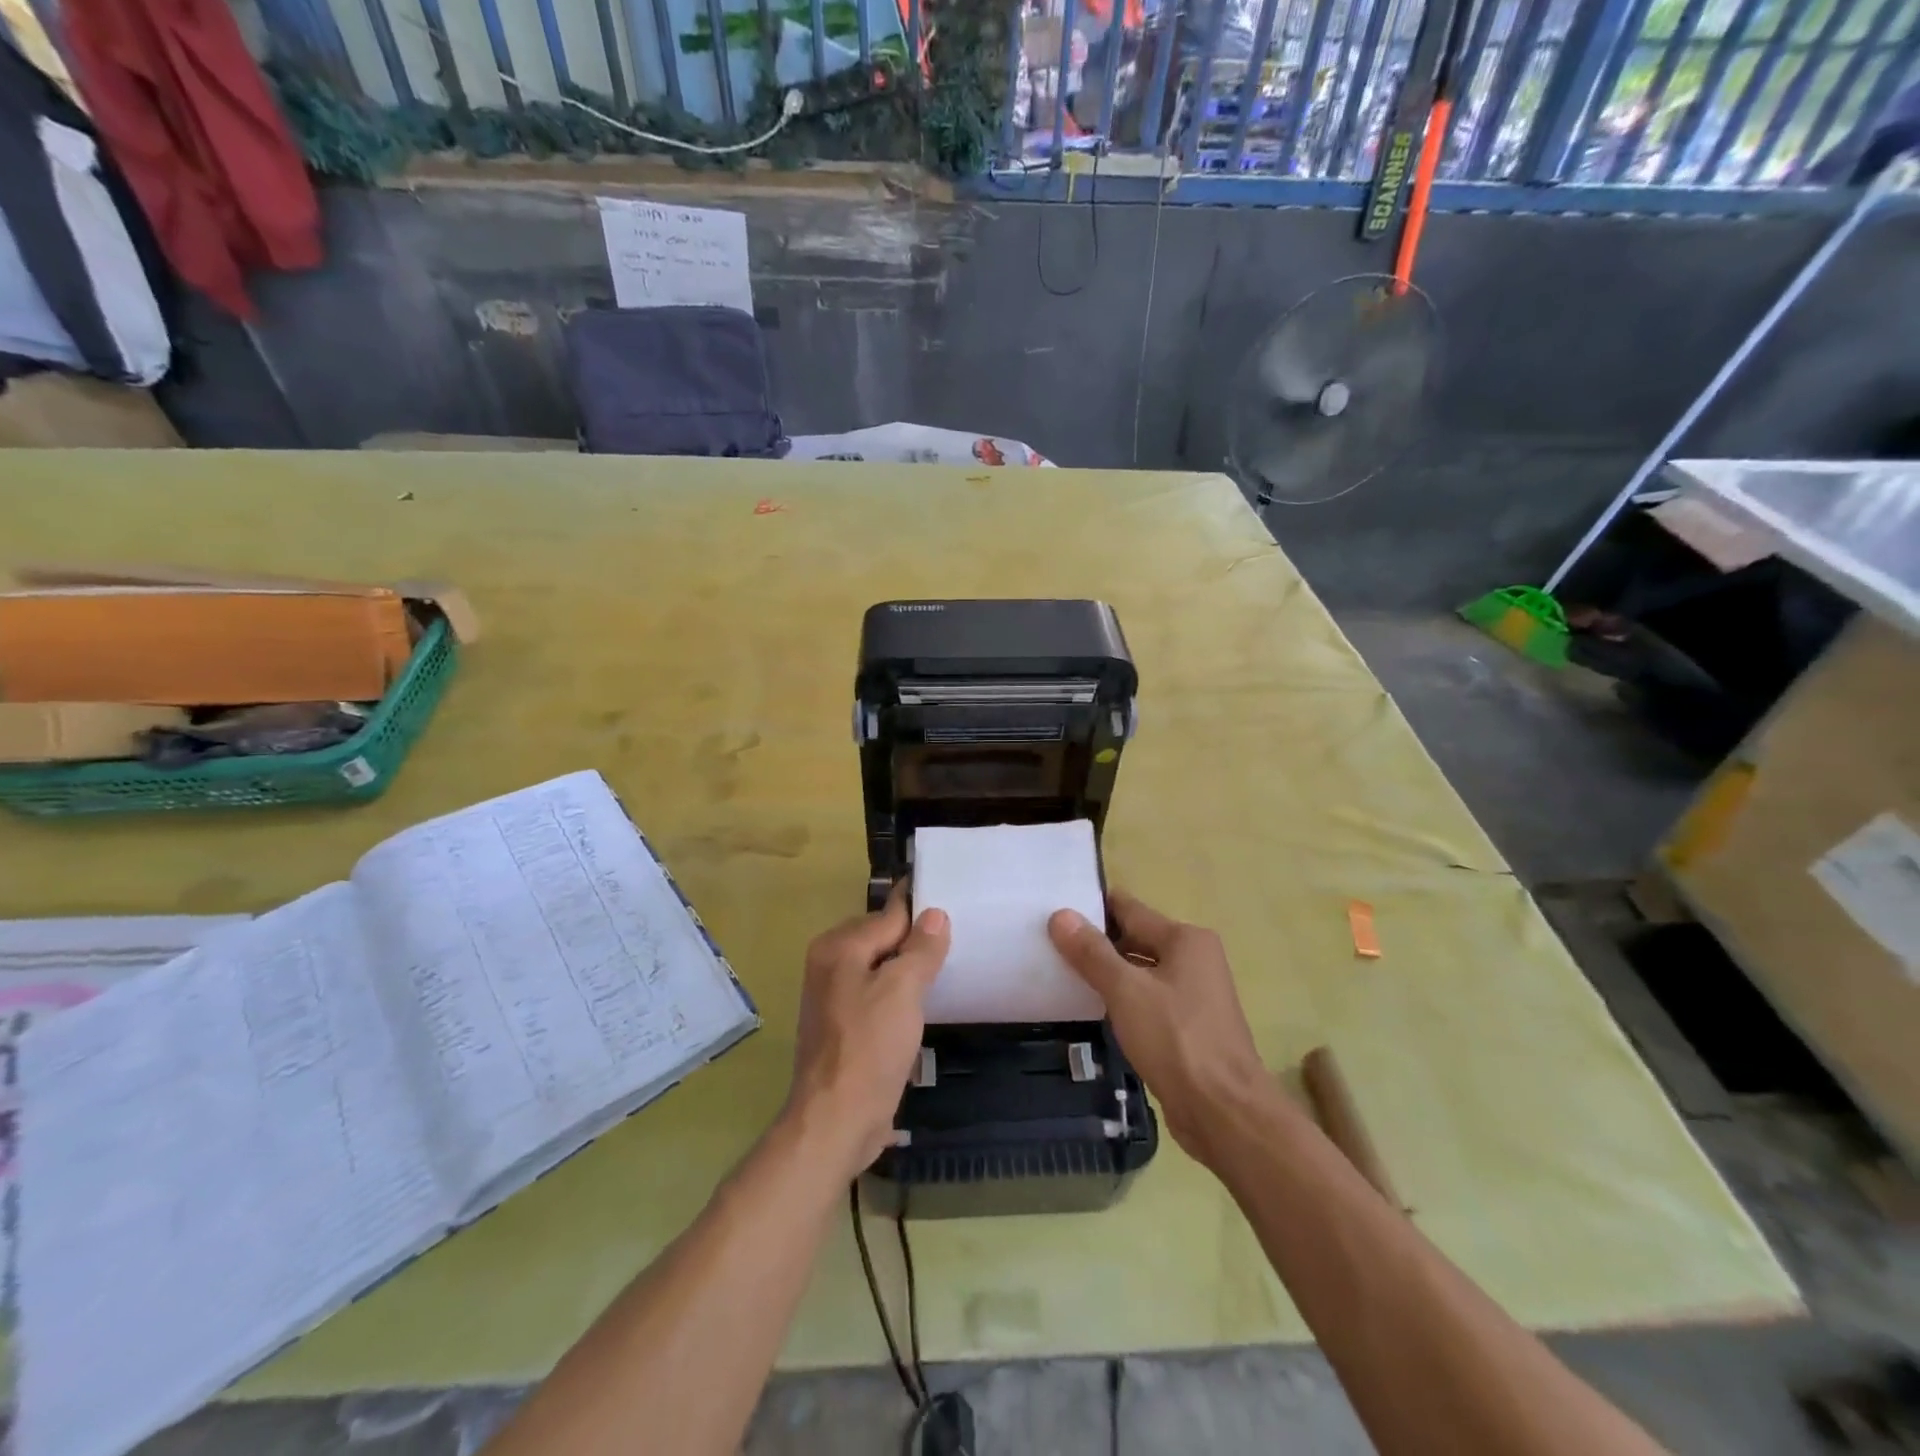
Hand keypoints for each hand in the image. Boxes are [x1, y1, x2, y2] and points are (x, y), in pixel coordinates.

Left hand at [786, 885, 950, 1180]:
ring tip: (947, 972)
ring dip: (909, 972)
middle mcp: (829, 964)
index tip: (955, 903)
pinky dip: (898, 996)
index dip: (922, 911)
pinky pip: (876, 995)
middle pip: (883, 939)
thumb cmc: (870, 1047)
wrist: (835, 1121)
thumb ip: (920, 948)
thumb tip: (935, 914)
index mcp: (839, 947)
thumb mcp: (903, 990)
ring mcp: (833, 997)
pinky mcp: (842, 1026)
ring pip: (881, 969)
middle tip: (959, 943)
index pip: (890, 914)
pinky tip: (922, 1007)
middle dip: (917, 942)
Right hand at [1048, 892, 1276, 1168]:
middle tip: (1048, 942)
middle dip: (1096, 942)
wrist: (1224, 1113)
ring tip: (1060, 971)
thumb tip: (1060, 914)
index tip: (1053, 909)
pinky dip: (1122, 1000)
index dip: (1091, 908)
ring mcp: (1194, 994)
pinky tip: (1091, 1007)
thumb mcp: (1126, 990)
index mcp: (1186, 939)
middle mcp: (1194, 959)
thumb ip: (1092, 952)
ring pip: (1140, 972)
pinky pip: (1147, 1000)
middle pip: (1135, 938)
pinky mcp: (1188, 1026)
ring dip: (1107, 973)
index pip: (1129, 909)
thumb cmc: (1176, 1040)